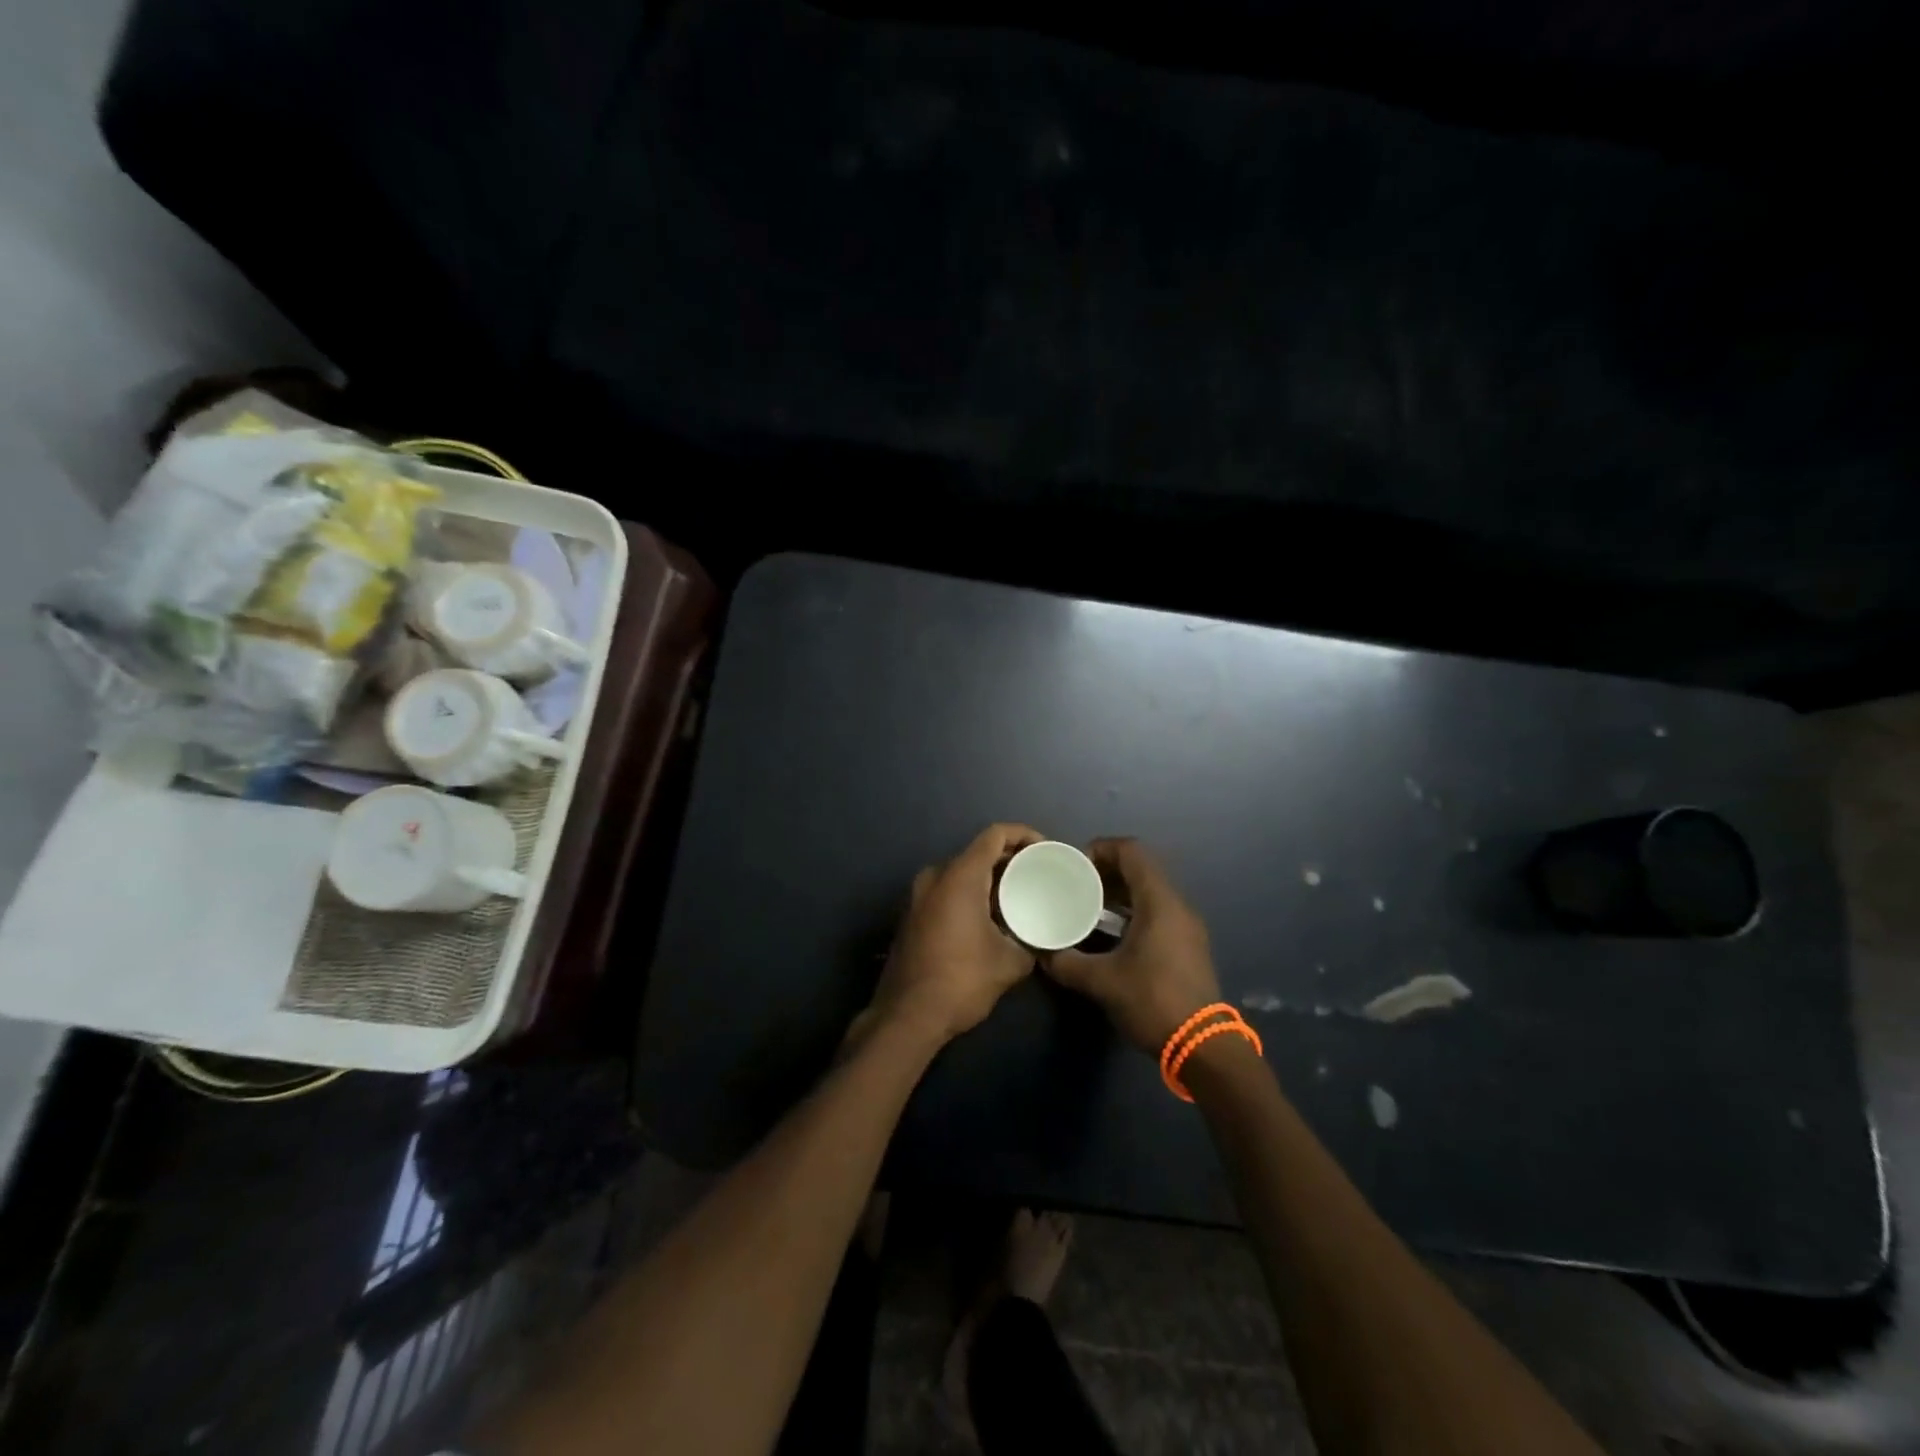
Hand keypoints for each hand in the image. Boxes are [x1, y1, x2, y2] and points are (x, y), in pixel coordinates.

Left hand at [868, 823, 1043, 1047]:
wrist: (906, 1017)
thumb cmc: (961, 981)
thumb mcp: (1010, 962)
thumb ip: (1030, 941)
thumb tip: (1040, 938)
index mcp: (959, 876)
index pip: (995, 835)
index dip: (1024, 835)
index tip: (1046, 851)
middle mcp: (935, 876)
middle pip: (978, 852)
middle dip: (1010, 860)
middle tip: (1038, 876)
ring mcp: (918, 895)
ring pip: (961, 873)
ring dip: (990, 880)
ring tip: (1019, 897)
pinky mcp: (912, 915)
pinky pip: (947, 890)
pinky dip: (971, 894)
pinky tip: (991, 918)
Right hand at [1044, 838, 1222, 1053]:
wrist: (1202, 1047)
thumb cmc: (1152, 1001)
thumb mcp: (1102, 982)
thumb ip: (1067, 962)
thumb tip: (1042, 953)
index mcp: (1159, 902)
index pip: (1131, 851)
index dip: (1102, 849)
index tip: (1075, 865)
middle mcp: (1177, 905)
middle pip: (1141, 869)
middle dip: (1106, 871)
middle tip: (1076, 885)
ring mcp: (1186, 926)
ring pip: (1149, 892)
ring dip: (1118, 893)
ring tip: (1087, 907)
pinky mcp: (1188, 946)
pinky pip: (1157, 912)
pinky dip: (1132, 911)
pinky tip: (1110, 933)